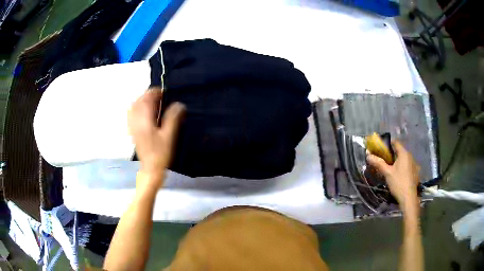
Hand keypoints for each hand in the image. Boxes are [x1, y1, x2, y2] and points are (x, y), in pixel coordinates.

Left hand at [128, 87, 184, 188]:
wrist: (151, 169)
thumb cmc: (161, 154)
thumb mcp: (169, 136)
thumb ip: (173, 118)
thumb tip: (179, 104)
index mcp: (144, 121)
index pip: (146, 100)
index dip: (154, 93)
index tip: (163, 91)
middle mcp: (136, 122)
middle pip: (138, 102)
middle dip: (148, 95)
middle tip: (159, 96)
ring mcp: (133, 127)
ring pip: (134, 107)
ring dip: (142, 101)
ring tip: (152, 102)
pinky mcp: (133, 131)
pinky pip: (132, 115)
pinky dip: (138, 109)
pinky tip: (145, 112)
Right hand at [367, 141, 419, 209]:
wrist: (408, 198)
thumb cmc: (398, 183)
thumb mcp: (387, 173)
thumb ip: (379, 163)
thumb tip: (368, 156)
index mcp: (404, 154)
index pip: (396, 143)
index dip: (388, 143)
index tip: (381, 147)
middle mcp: (411, 156)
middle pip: (401, 151)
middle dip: (392, 154)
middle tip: (385, 160)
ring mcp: (415, 165)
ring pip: (405, 159)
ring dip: (398, 161)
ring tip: (392, 168)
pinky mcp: (416, 173)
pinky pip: (409, 166)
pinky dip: (404, 167)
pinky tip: (400, 175)